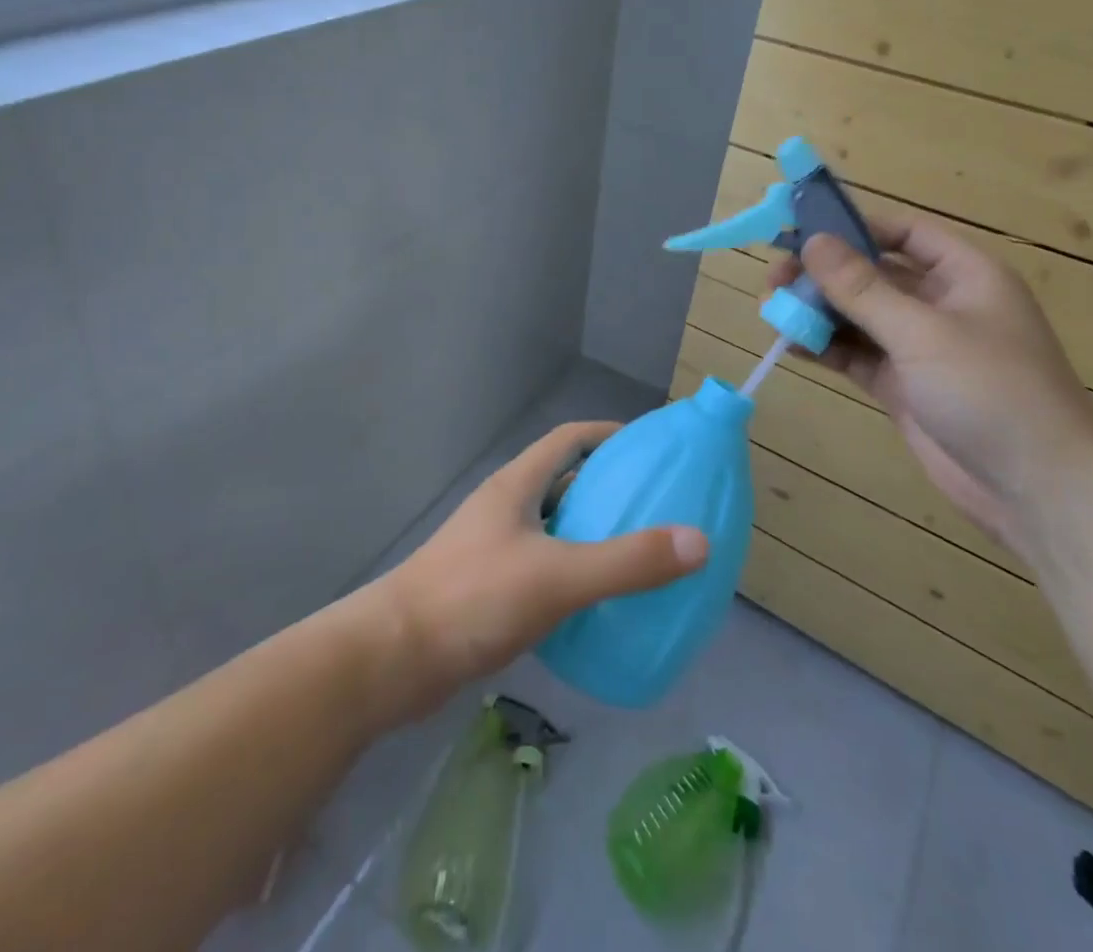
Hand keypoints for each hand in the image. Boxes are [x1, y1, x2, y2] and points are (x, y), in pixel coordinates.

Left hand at [373, 421, 707, 719]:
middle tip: (656, 505)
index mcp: (517, 485)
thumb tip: (698, 541)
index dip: (609, 434)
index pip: (569, 439)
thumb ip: (626, 562)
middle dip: (608, 488)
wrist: (394, 659)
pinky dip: (572, 571)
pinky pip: (542, 565)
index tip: (650, 448)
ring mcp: (493, 547)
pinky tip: (596, 602)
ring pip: (553, 526)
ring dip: (590, 533)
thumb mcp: (557, 577)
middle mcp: (505, 507)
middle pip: (563, 480)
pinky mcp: (487, 587)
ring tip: (637, 552)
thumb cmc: (474, 598)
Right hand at [768, 218, 1092, 561]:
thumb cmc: (991, 391)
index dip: (854, 227)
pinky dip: (826, 347)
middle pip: (873, 275)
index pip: (904, 233)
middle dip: (824, 275)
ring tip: (771, 310)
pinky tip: (790, 344)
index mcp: (964, 275)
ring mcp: (921, 348)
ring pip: (860, 316)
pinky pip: (857, 354)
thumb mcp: (922, 332)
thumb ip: (863, 288)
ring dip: (818, 311)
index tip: (801, 230)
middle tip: (774, 278)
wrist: (1039, 490)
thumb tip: (813, 242)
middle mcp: (941, 304)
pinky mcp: (904, 385)